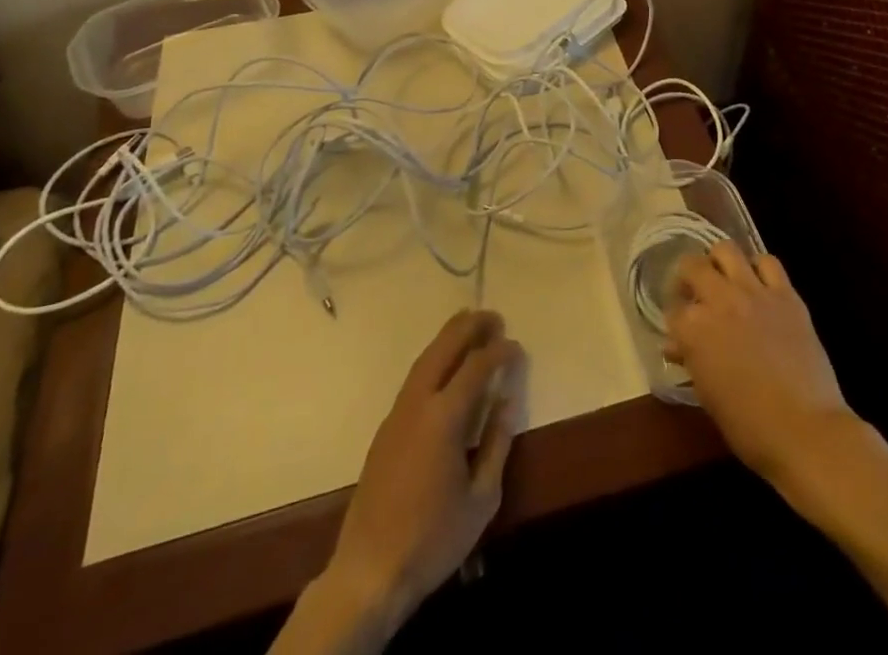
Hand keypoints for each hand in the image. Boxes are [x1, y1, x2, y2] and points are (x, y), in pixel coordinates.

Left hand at [322, 310, 525, 625]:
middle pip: (443, 349)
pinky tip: (445, 366)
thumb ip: (496, 443)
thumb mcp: (481, 498)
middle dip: (469, 327)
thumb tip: (508, 400)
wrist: (370, 571)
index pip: (476, 368)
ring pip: (424, 359)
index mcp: (443, 417)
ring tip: (470, 325)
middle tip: (494, 316)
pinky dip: (433, 359)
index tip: (517, 347)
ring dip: (448, 338)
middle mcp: (417, 404)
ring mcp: (397, 414)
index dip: (499, 352)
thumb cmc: (434, 538)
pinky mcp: (385, 429)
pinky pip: (414, 378)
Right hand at [663, 242, 855, 486]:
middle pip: (692, 266)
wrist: (806, 431)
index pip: (673, 311)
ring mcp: (753, 292)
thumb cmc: (749, 426)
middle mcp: (718, 300)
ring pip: (727, 250)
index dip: (675, 320)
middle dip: (688, 276)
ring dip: (719, 261)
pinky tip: (758, 283)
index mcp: (693, 329)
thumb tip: (677, 346)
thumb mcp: (708, 396)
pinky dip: (759, 267)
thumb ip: (691, 360)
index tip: (680, 330)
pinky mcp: (785, 294)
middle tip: (694, 292)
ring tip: (724, 278)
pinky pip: (768, 262)